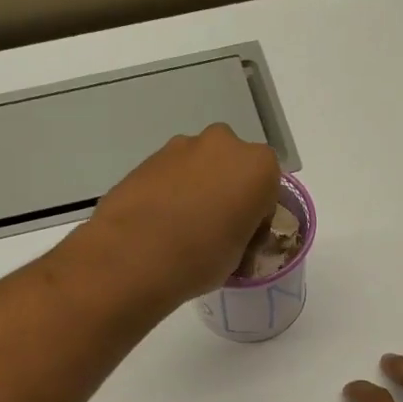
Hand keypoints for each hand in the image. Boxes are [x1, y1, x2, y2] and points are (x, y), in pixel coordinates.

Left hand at [71, 125, 281, 309]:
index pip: (268, 190)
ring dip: (197, 188)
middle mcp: (224, 144)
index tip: (244, 238)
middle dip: (227, 190)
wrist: (133, 255)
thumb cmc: (202, 257)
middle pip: (233, 167)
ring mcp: (181, 146)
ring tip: (182, 228)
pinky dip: (171, 191)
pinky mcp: (148, 157)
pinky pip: (171, 174)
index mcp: (259, 166)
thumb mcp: (240, 255)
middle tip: (215, 228)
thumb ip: (243, 231)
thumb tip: (232, 232)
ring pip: (200, 167)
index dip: (257, 216)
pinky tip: (160, 223)